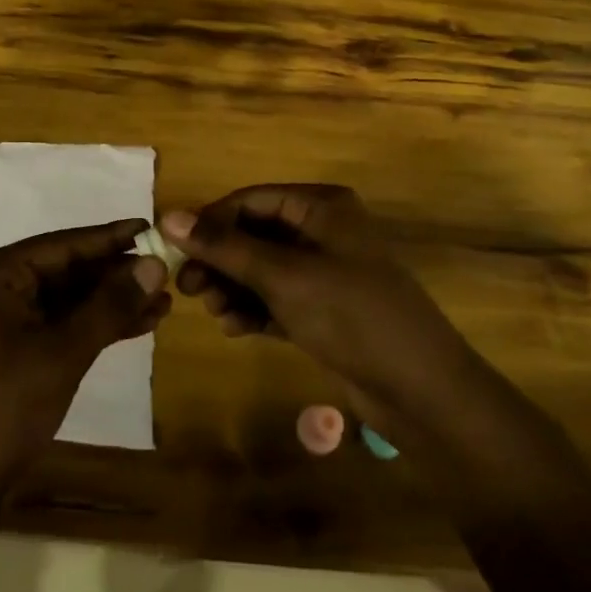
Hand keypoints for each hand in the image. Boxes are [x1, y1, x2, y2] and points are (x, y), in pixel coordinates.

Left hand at [0, 219, 170, 499]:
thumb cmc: (3, 409)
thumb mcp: (63, 353)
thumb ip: (109, 305)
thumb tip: (154, 265)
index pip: (61, 245)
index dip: (109, 238)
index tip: (151, 227)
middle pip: (65, 270)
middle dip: (116, 275)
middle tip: (166, 271)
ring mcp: (1, 320)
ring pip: (67, 300)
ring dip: (111, 303)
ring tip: (164, 301)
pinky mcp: (11, 349)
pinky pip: (59, 325)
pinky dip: (94, 326)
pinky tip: (138, 325)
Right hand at [162, 185, 464, 414]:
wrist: (421, 391)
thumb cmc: (351, 315)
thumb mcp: (283, 276)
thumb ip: (225, 247)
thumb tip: (169, 216)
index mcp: (321, 206)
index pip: (251, 200)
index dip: (210, 221)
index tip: (173, 250)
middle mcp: (322, 231)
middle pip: (254, 234)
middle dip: (220, 260)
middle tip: (187, 288)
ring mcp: (324, 272)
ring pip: (262, 269)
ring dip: (234, 287)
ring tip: (214, 312)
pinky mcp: (324, 309)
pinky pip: (277, 298)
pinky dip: (254, 309)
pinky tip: (235, 329)